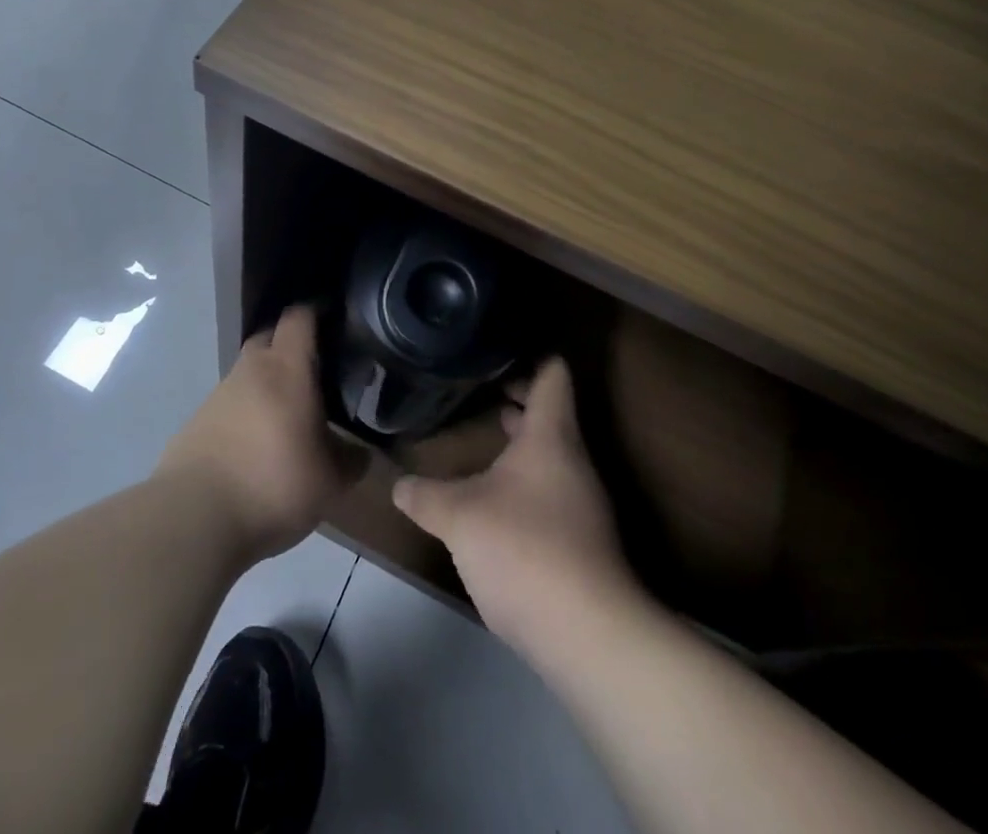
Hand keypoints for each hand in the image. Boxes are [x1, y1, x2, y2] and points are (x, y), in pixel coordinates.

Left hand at [158, 305, 368, 561]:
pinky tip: (256, 446)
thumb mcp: (329, 482)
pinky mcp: (196, 423)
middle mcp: (250, 370)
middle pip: (269, 337)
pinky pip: (229, 406)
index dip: (317, 312)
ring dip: (266, 384)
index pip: (299, 317)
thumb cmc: (273, 484)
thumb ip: (350, 461)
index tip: (336, 319)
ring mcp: (218, 395)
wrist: (194, 518)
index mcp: (286, 369)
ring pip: (248, 374)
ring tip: (288, 415)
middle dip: (290, 345)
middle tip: (316, 368)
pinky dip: (245, 414)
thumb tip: (361, 453)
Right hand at [392, 357, 636, 655]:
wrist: (589, 635)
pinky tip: (494, 503)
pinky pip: (552, 492)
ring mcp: (583, 503)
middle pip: (551, 414)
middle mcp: (573, 460)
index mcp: (551, 436)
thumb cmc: (524, 549)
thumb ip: (426, 496)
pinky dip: (525, 484)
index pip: (552, 374)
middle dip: (516, 402)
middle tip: (478, 393)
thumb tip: (399, 484)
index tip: (497, 351)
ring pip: (550, 456)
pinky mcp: (582, 542)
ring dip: (519, 447)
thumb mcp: (459, 517)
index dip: (530, 356)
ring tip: (480, 445)